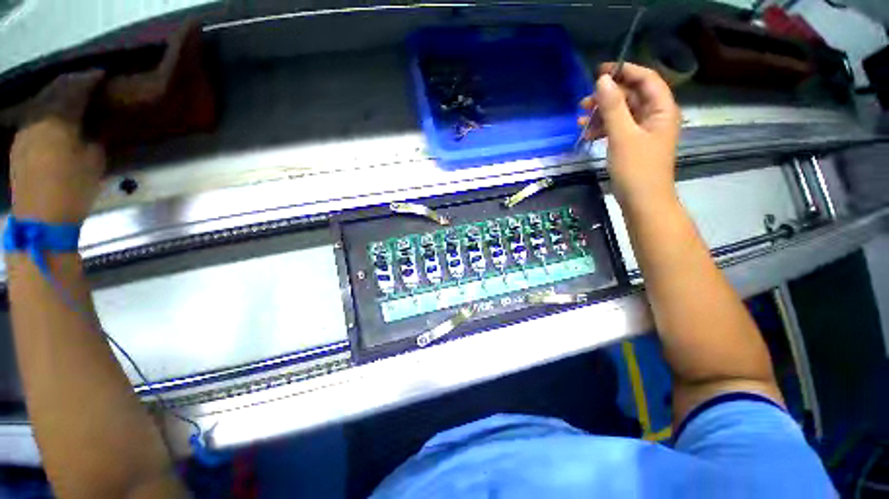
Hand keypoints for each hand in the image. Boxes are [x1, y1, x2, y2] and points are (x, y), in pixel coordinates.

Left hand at [9, 70, 105, 223]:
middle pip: (53, 90)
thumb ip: (93, 137)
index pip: (75, 88)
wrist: (40, 219)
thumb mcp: (94, 162)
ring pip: (41, 102)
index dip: (89, 79)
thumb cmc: (72, 188)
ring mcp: (24, 130)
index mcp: (58, 119)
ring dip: (56, 96)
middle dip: (71, 83)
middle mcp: (37, 117)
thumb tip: (93, 125)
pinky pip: (33, 117)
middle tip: (87, 82)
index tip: (102, 74)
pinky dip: (46, 111)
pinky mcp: (18, 144)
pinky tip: (54, 117)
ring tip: (70, 97)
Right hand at [578, 63, 680, 206]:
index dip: (624, 71)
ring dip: (601, 115)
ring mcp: (644, 131)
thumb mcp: (622, 135)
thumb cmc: (636, 169)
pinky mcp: (633, 144)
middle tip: (583, 104)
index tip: (599, 72)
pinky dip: (603, 129)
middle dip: (607, 97)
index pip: (645, 79)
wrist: (642, 202)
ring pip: (622, 113)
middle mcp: (655, 116)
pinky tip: (587, 135)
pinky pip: (618, 129)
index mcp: (662, 109)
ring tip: (580, 122)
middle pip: (631, 96)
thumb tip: (602, 80)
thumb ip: (613, 107)